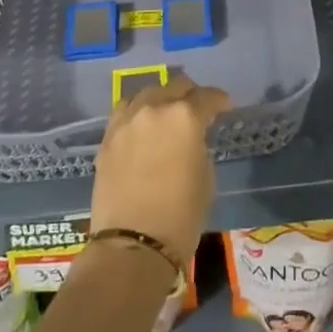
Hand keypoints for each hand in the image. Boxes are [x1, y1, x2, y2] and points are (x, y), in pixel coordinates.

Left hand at [90, 74, 228, 264]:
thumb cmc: (181, 215)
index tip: (225, 108)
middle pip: (176, 86)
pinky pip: (125, 112)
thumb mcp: (205, 176)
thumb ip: (199, 145)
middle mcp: (154, 109)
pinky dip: (138, 112)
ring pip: (148, 93)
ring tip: (167, 113)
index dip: (220, 101)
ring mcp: (127, 121)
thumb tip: (192, 138)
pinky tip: (143, 124)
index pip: (208, 97)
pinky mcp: (108, 137)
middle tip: (198, 110)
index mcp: (185, 117)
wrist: (133, 245)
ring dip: (162, 99)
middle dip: (191, 95)